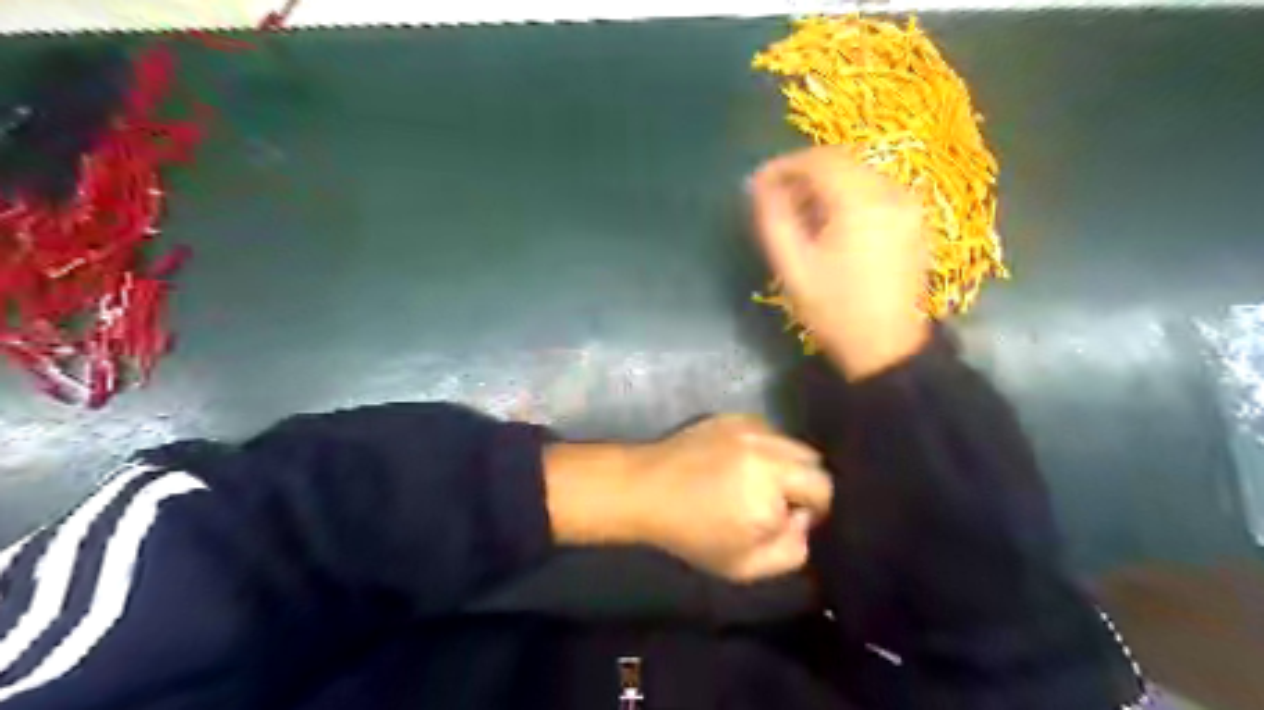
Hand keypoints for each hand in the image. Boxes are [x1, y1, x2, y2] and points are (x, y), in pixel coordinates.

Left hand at [627, 417, 835, 583]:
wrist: (645, 489)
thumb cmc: (692, 532)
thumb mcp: (744, 565)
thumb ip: (791, 550)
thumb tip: (805, 521)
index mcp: (773, 484)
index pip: (824, 489)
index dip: (816, 509)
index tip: (792, 520)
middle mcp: (767, 447)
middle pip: (813, 461)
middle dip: (806, 484)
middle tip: (779, 503)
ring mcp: (749, 426)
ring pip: (791, 443)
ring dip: (787, 463)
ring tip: (759, 482)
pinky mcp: (733, 416)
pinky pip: (768, 431)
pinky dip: (766, 448)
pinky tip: (741, 464)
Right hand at [742, 143, 931, 382]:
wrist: (886, 346)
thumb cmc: (834, 310)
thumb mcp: (793, 267)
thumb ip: (773, 219)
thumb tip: (760, 185)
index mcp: (861, 202)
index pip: (818, 160)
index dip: (783, 165)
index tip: (759, 183)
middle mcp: (891, 192)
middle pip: (841, 161)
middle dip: (803, 173)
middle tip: (776, 198)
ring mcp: (908, 205)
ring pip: (858, 174)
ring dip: (824, 184)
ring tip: (799, 213)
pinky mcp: (913, 219)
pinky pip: (874, 190)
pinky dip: (847, 195)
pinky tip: (829, 222)